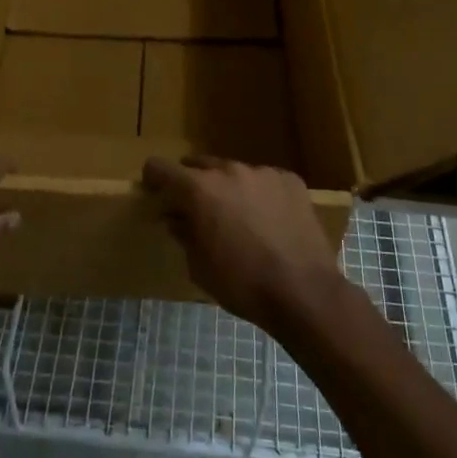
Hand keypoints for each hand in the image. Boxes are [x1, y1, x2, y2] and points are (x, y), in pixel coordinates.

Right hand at [145, 156, 348, 334]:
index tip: (154, 192)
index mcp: (199, 189)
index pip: (161, 168)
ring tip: (239, 219)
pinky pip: (264, 181)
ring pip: (234, 173)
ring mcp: (262, 172)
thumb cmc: (242, 283)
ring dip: (228, 189)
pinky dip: (259, 195)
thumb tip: (174, 218)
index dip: (153, 178)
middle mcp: (229, 170)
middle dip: (192, 184)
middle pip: (199, 165)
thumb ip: (183, 233)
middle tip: (197, 211)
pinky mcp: (290, 180)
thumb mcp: (199, 266)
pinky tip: (269, 221)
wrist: (303, 292)